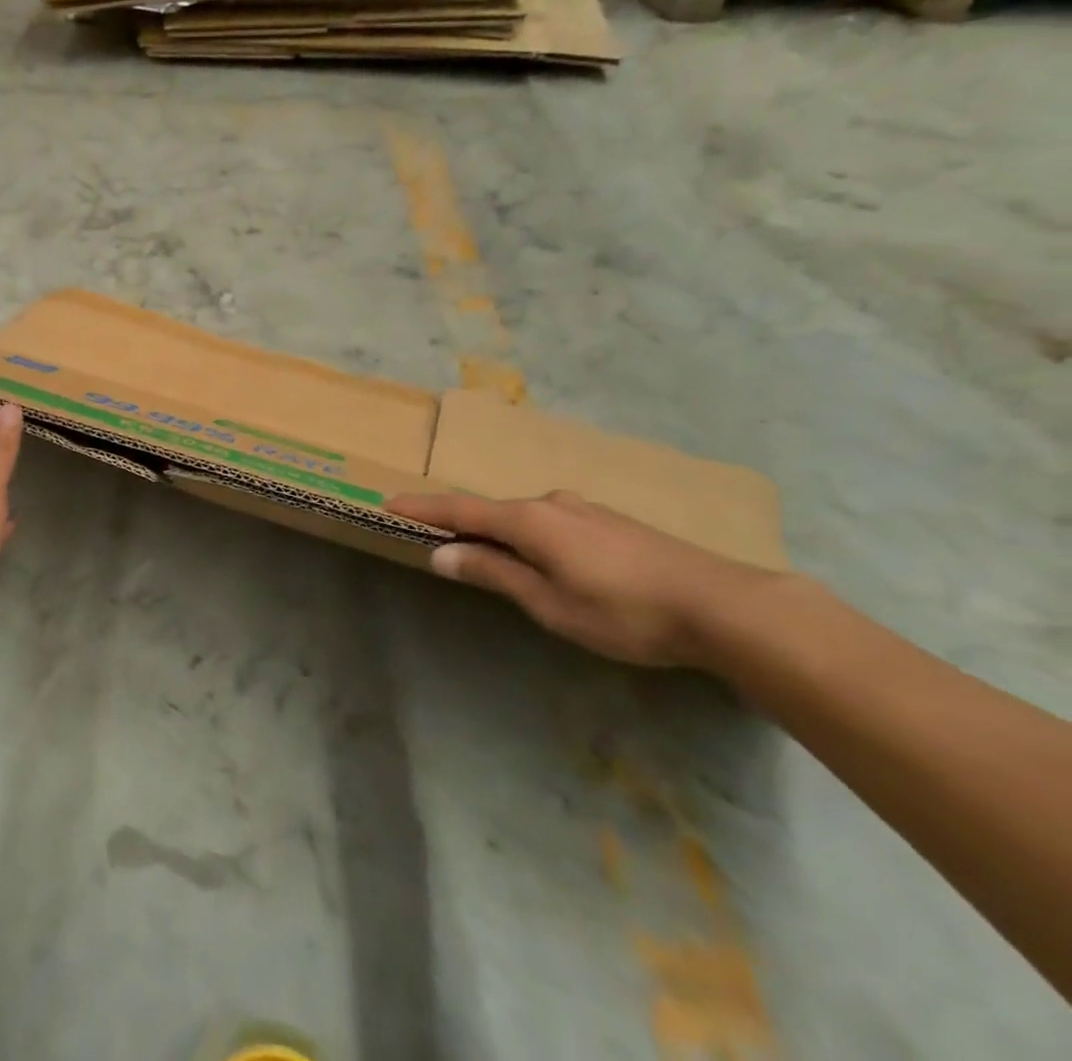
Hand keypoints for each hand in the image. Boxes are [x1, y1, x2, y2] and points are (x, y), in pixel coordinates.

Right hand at [384, 489, 788, 668]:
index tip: (388, 503)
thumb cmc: (625, 612)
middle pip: (493, 510)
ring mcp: (586, 510)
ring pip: (527, 518)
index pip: (460, 508)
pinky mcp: (613, 523)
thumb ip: (494, 573)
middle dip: (463, 523)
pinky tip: (547, 561)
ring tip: (492, 557)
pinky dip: (532, 536)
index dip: (423, 508)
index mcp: (530, 520)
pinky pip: (554, 523)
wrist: (727, 607)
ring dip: (501, 533)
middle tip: (438, 540)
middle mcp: (552, 503)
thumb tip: (442, 553)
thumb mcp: (550, 603)